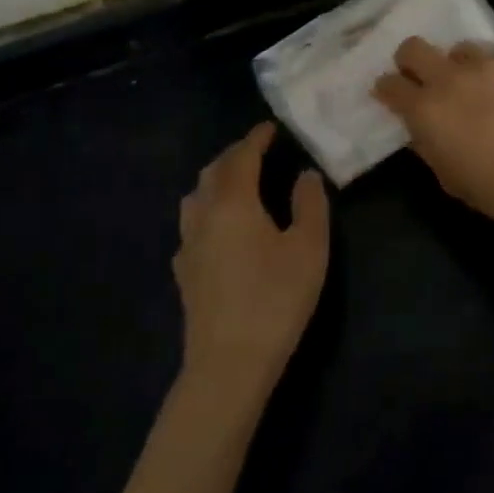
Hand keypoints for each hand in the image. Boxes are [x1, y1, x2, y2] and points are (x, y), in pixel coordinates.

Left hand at [175, 123, 329, 404]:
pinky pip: (192, 225)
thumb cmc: (275, 299)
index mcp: (233, 202)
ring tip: (238, 183)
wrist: (228, 365)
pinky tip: (220, 228)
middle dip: (235, 155)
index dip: (256, 138)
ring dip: (216, 180)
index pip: (241, 156)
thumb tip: (305, 175)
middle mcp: (203, 216)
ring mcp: (188, 245)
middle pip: (213, 172)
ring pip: (196, 197)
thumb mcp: (309, 249)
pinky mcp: (184, 273)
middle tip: (258, 150)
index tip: (271, 127)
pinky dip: (207, 210)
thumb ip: (310, 204)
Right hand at [372, 38, 493, 239]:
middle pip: (414, 48)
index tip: (392, 94)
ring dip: (462, 66)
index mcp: (425, 110)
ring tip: (479, 85)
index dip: (387, 88)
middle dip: (412, 60)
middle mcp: (449, 78)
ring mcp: (487, 63)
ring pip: (461, 49)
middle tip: (425, 77)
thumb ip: (429, 144)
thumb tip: (422, 128)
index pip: (389, 85)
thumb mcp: (449, 177)